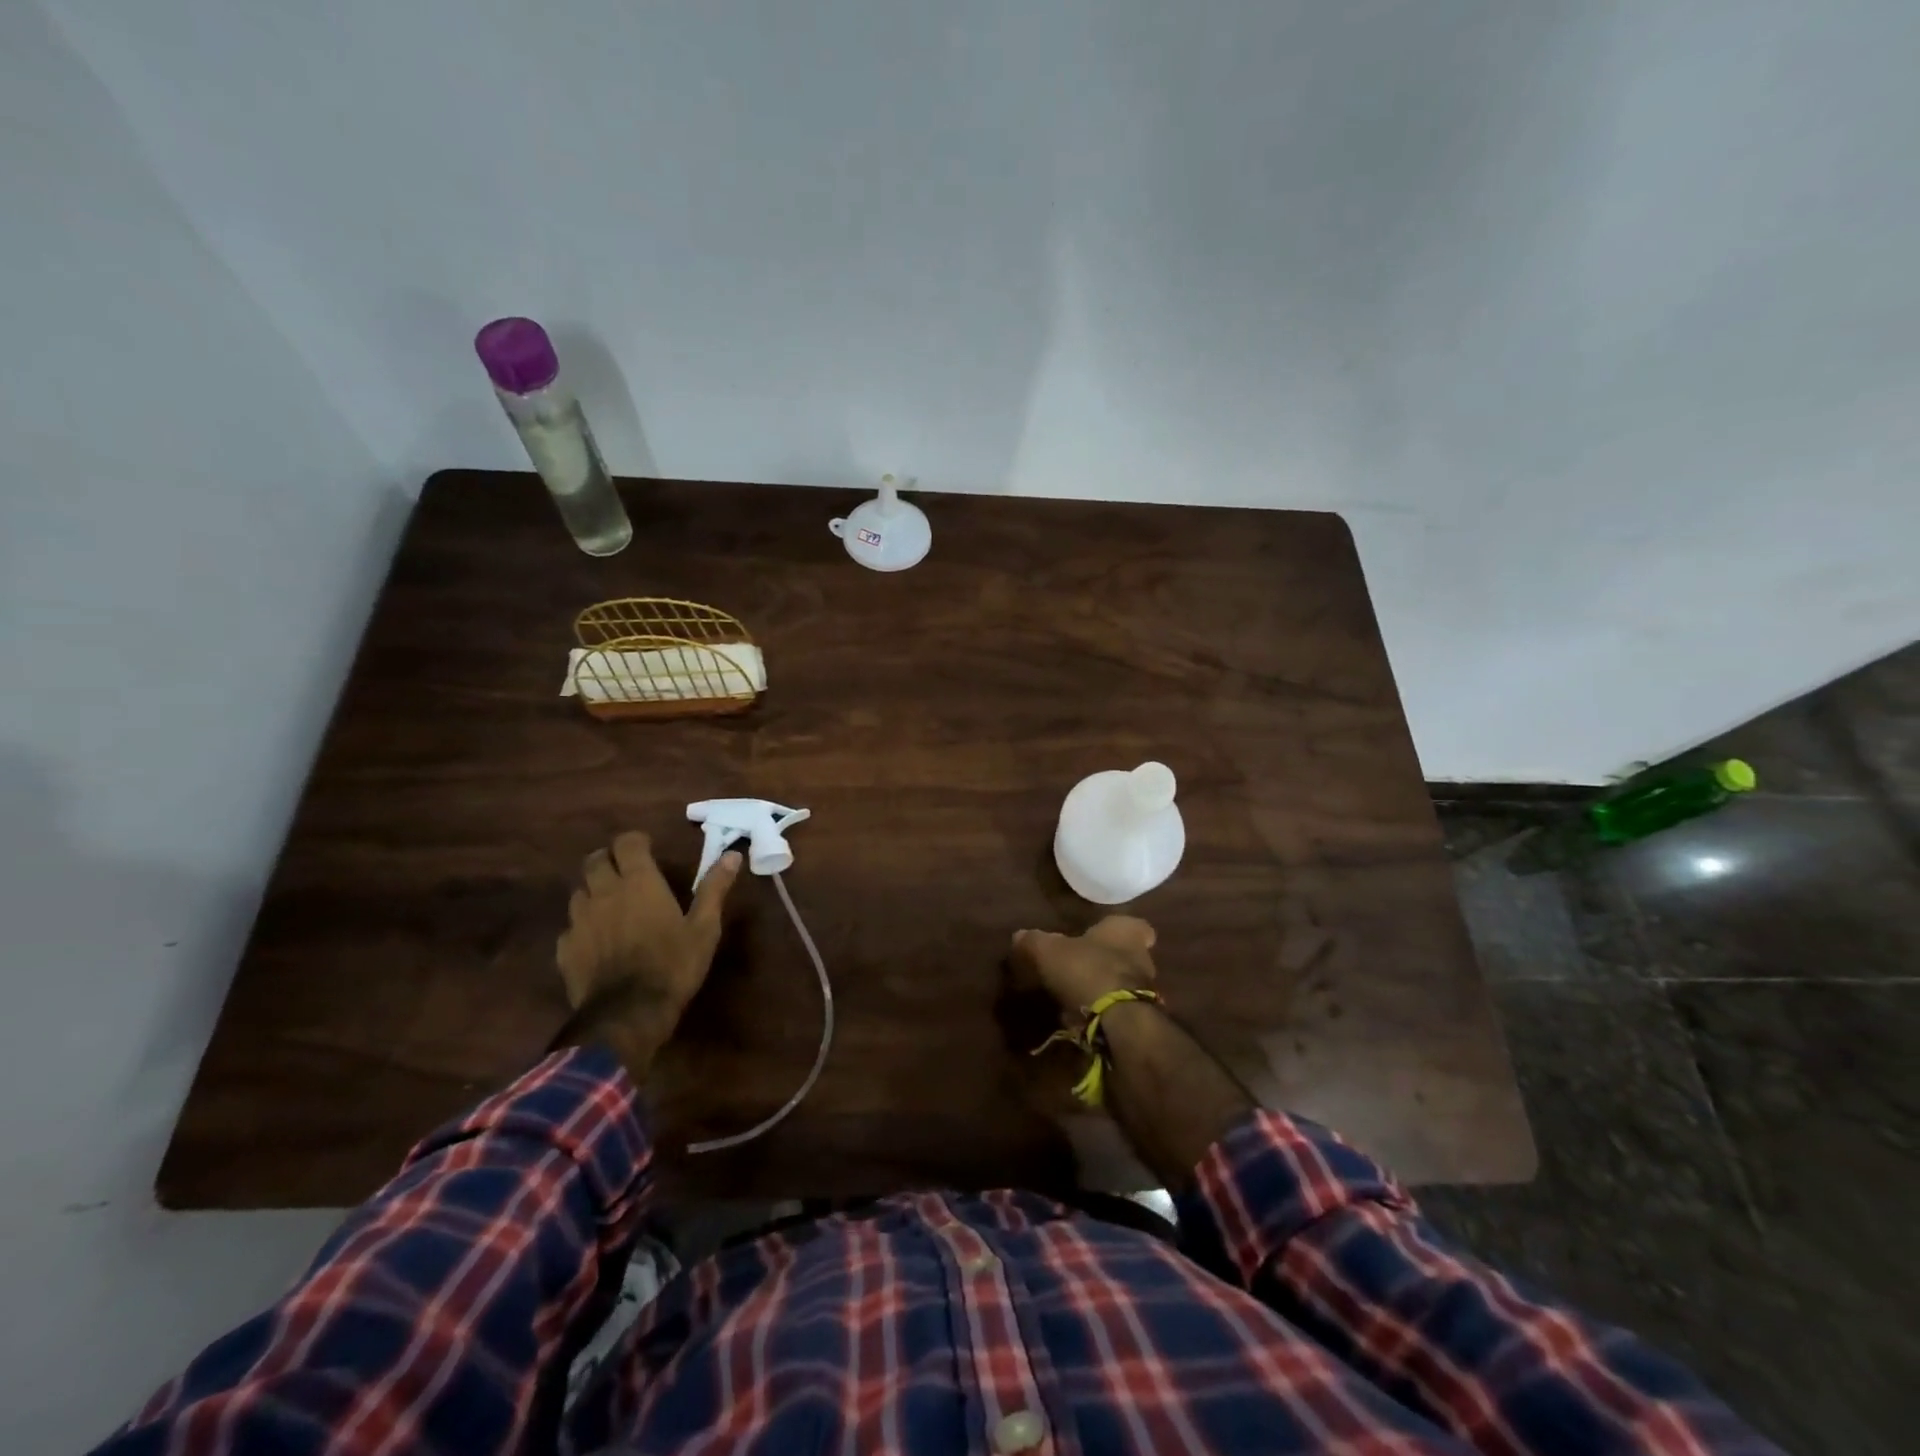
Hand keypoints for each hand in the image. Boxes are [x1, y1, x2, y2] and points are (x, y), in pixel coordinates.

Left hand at [556, 830, 740, 1022]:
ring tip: (610, 904)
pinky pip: (570, 926)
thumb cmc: (674, 965)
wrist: (628, 1014)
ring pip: (579, 892)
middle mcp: (605, 893)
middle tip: (626, 871)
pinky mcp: (565, 949)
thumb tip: (732, 855)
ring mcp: (580, 921)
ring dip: (593, 891)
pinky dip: (582, 926)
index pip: (626, 843)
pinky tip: (596, 941)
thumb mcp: (705, 927)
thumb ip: (714, 888)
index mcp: (639, 882)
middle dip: (608, 859)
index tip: (648, 849)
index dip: (635, 841)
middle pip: (594, 861)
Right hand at [1011, 915, 1157, 1020]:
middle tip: (1078, 966)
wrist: (1119, 1021)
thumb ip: (1034, 941)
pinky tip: (1080, 1019)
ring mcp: (1146, 989)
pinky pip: (1118, 1010)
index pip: (1134, 925)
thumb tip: (1019, 935)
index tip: (1099, 935)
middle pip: (1125, 954)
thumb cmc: (1087, 970)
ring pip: (1122, 983)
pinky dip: (1102, 1013)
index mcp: (1126, 931)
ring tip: (1073, 996)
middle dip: (1103, 960)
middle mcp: (1142, 956)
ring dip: (1102, 988)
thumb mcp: (1049, 951)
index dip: (1116, 930)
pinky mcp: (1140, 1018)